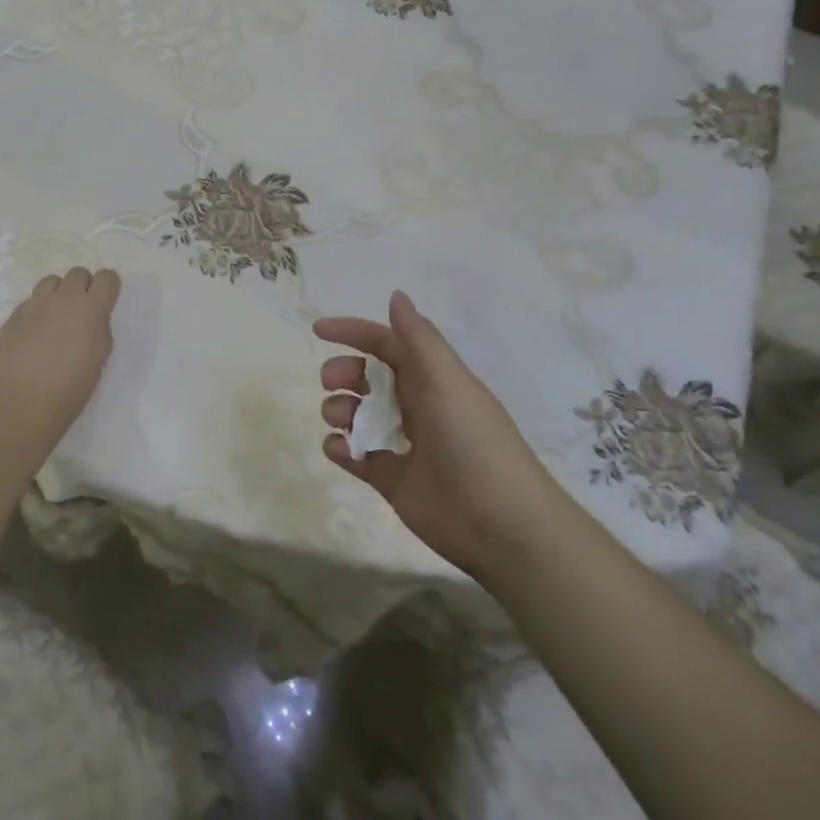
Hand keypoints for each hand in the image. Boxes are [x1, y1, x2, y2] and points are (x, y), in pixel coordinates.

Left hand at [0, 268, 119, 445]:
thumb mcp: (100, 358)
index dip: (108, 287)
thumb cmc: (70, 389)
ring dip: (58, 293)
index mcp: (90, 308)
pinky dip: (37, 311)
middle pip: (78, 272)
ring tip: (56, 318)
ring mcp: (34, 305)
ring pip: (51, 281)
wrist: (22, 406)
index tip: (106, 301)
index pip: (107, 277)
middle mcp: (62, 298)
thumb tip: (92, 318)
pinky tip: (34, 334)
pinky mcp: (13, 316)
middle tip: (81, 311)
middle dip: (83, 287)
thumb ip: (99, 328)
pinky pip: (30, 301)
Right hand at [316, 291, 565, 577]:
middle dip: (342, 373)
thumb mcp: (447, 380)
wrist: (500, 524)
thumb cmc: (473, 441)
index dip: (354, 332)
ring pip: (357, 415)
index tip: (318, 331)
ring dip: (339, 410)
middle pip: (366, 377)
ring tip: (340, 420)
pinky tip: (341, 450)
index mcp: (431, 378)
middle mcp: (415, 405)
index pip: (386, 344)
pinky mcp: (391, 479)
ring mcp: (403, 444)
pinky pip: (356, 456)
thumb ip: (418, 338)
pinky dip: (341, 449)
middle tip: (330, 382)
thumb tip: (396, 295)